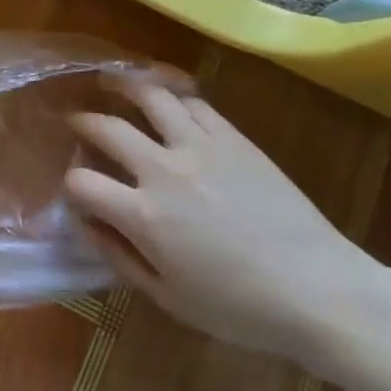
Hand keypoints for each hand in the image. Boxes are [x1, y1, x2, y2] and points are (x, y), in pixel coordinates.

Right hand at [65, 79, 378, 359]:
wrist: (320, 290)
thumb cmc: (239, 307)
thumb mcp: (169, 298)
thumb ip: (120, 257)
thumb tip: (87, 224)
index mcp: (144, 216)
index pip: (81, 183)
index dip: (70, 186)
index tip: (77, 193)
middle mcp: (164, 171)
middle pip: (106, 128)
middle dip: (82, 123)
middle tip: (75, 122)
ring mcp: (201, 147)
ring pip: (151, 97)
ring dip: (123, 87)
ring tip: (112, 84)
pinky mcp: (234, 138)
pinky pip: (195, 104)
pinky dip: (173, 97)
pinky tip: (167, 101)